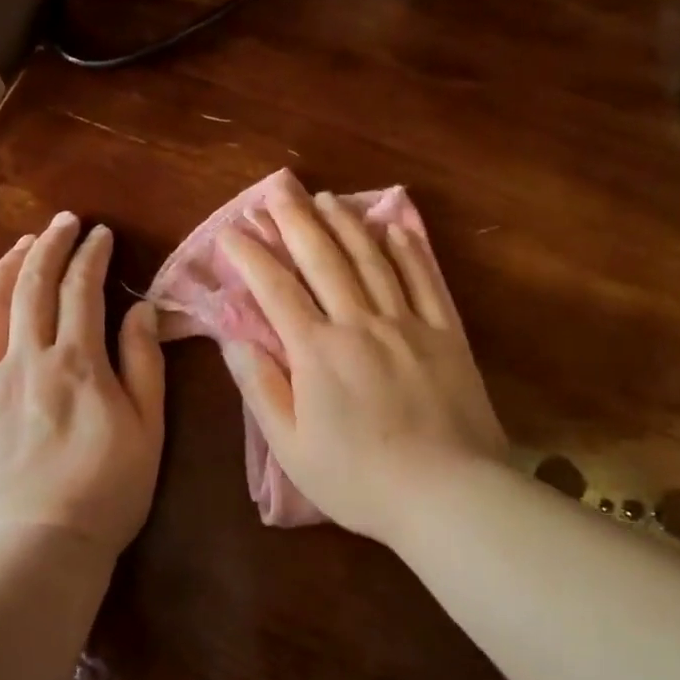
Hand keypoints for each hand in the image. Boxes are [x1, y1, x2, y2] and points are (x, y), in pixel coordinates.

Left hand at [0, 212, 165, 558]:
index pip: (82, 290)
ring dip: (8, 268)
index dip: (91, 255)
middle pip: (32, 286)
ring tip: (22, 244)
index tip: (100, 234)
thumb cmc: (106, 492)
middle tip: (62, 222)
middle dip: (49, 245)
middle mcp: (26, 360)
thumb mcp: (148, 428)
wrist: (34, 554)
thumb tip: (141, 309)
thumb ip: (144, 363)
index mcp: (76, 363)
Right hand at [217, 184, 505, 546]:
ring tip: (326, 197)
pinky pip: (423, 280)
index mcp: (317, 351)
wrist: (447, 492)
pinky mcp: (445, 332)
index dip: (251, 255)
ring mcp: (406, 322)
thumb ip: (262, 389)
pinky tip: (394, 227)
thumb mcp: (293, 448)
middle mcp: (359, 322)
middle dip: (295, 219)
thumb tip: (235, 340)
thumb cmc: (360, 479)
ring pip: (371, 259)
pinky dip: (407, 249)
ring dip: (345, 224)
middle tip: (277, 187)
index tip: (231, 230)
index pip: (275, 289)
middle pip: (322, 258)